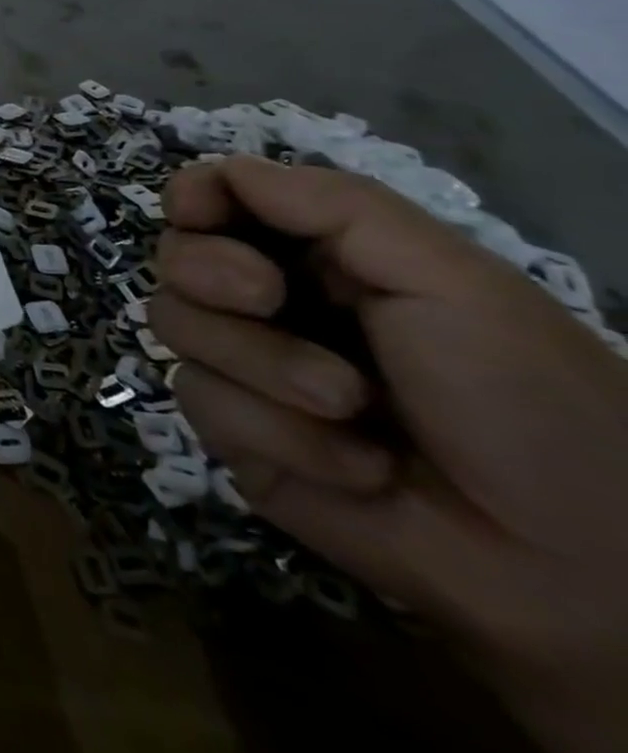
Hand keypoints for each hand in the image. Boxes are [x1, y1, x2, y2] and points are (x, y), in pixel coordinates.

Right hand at [150, 156, 627, 752]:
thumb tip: (210, 172)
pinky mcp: (240, 444)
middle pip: (171, 263)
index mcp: (317, 257)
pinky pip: (204, 412)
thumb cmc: (533, 402)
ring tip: (353, 422)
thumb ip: (325, 205)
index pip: (203, 197)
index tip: (222, 227)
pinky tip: (349, 473)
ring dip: (263, 380)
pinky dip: (277, 442)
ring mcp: (249, 376)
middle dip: (229, 299)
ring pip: (174, 337)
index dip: (197, 205)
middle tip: (301, 328)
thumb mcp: (441, 277)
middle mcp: (270, 305)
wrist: (581, 580)